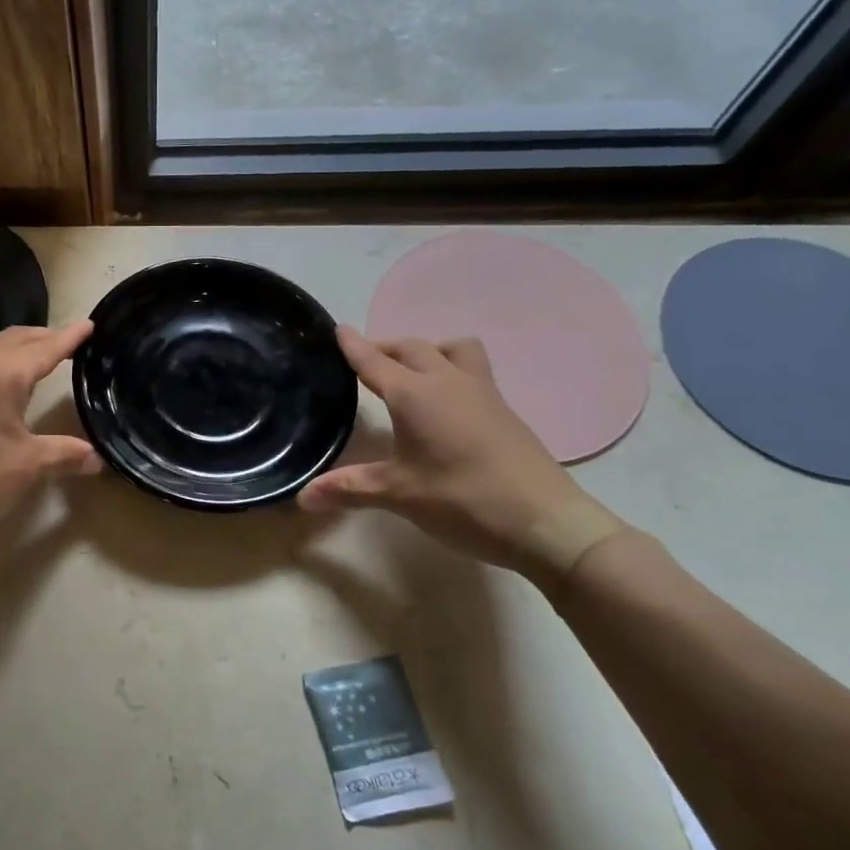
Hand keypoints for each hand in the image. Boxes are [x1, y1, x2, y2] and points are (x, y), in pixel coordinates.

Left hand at [0, 321, 102, 558]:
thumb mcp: (26, 468)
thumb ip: (65, 455)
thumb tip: (97, 458)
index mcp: (0, 374)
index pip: (45, 347)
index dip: (70, 337)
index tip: (90, 324)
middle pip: (16, 338)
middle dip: (45, 337)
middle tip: (71, 342)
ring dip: (19, 349)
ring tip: (40, 359)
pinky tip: (1, 384)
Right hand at [300, 328, 607, 577]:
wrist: (546, 521)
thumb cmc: (464, 500)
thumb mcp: (399, 495)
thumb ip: (349, 488)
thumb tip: (302, 496)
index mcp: (415, 396)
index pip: (375, 362)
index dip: (353, 346)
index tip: (337, 329)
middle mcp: (448, 382)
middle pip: (412, 348)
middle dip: (385, 347)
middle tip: (364, 360)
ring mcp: (482, 393)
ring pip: (452, 350)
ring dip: (427, 351)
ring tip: (411, 373)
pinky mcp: (503, 410)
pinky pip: (471, 370)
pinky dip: (450, 370)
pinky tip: (446, 402)